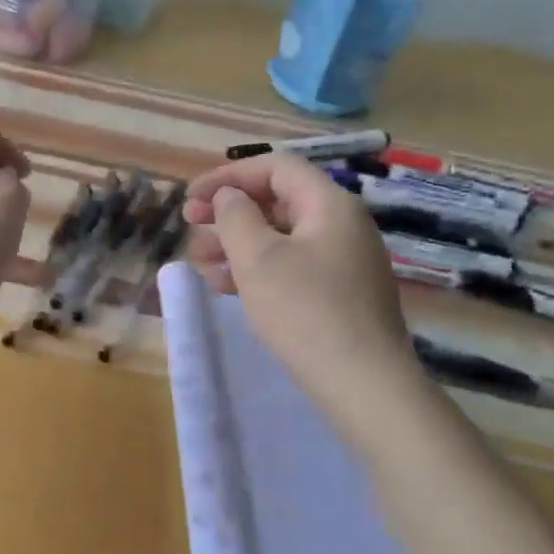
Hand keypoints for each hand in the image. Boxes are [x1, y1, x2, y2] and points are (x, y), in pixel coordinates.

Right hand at [184, 153, 413, 392]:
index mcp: (330, 205)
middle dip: (228, 212)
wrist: (364, 385)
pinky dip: (257, 270)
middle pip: (277, 202)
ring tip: (199, 264)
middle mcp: (342, 226)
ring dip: (235, 245)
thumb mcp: (258, 257)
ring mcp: (344, 262)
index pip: (276, 168)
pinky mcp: (340, 295)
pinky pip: (292, 267)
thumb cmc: (305, 311)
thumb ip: (235, 216)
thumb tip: (231, 197)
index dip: (229, 175)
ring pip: (280, 238)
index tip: (192, 197)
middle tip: (189, 225)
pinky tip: (225, 287)